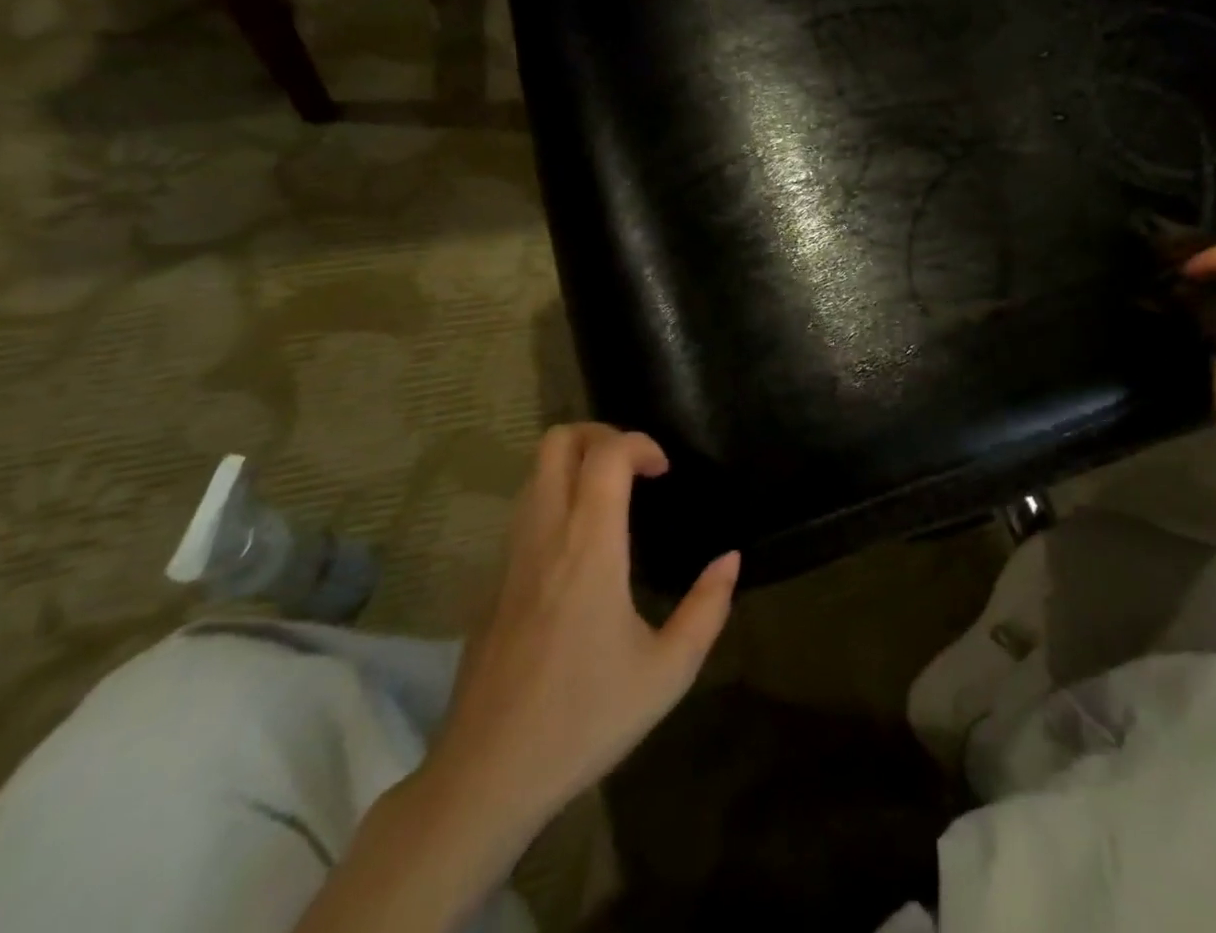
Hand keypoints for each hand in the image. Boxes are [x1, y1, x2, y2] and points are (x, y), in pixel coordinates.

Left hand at [419, 424, 738, 861]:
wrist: (484, 780)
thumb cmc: (584, 720)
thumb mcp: (668, 672)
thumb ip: (707, 608)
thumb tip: (731, 559)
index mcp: (589, 548)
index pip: (605, 455)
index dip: (640, 443)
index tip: (665, 471)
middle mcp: (545, 536)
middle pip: (557, 443)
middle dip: (600, 434)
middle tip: (635, 466)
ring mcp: (510, 559)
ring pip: (533, 474)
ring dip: (575, 465)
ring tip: (613, 497)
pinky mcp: (491, 585)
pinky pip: (523, 513)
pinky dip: (555, 499)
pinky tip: (581, 547)